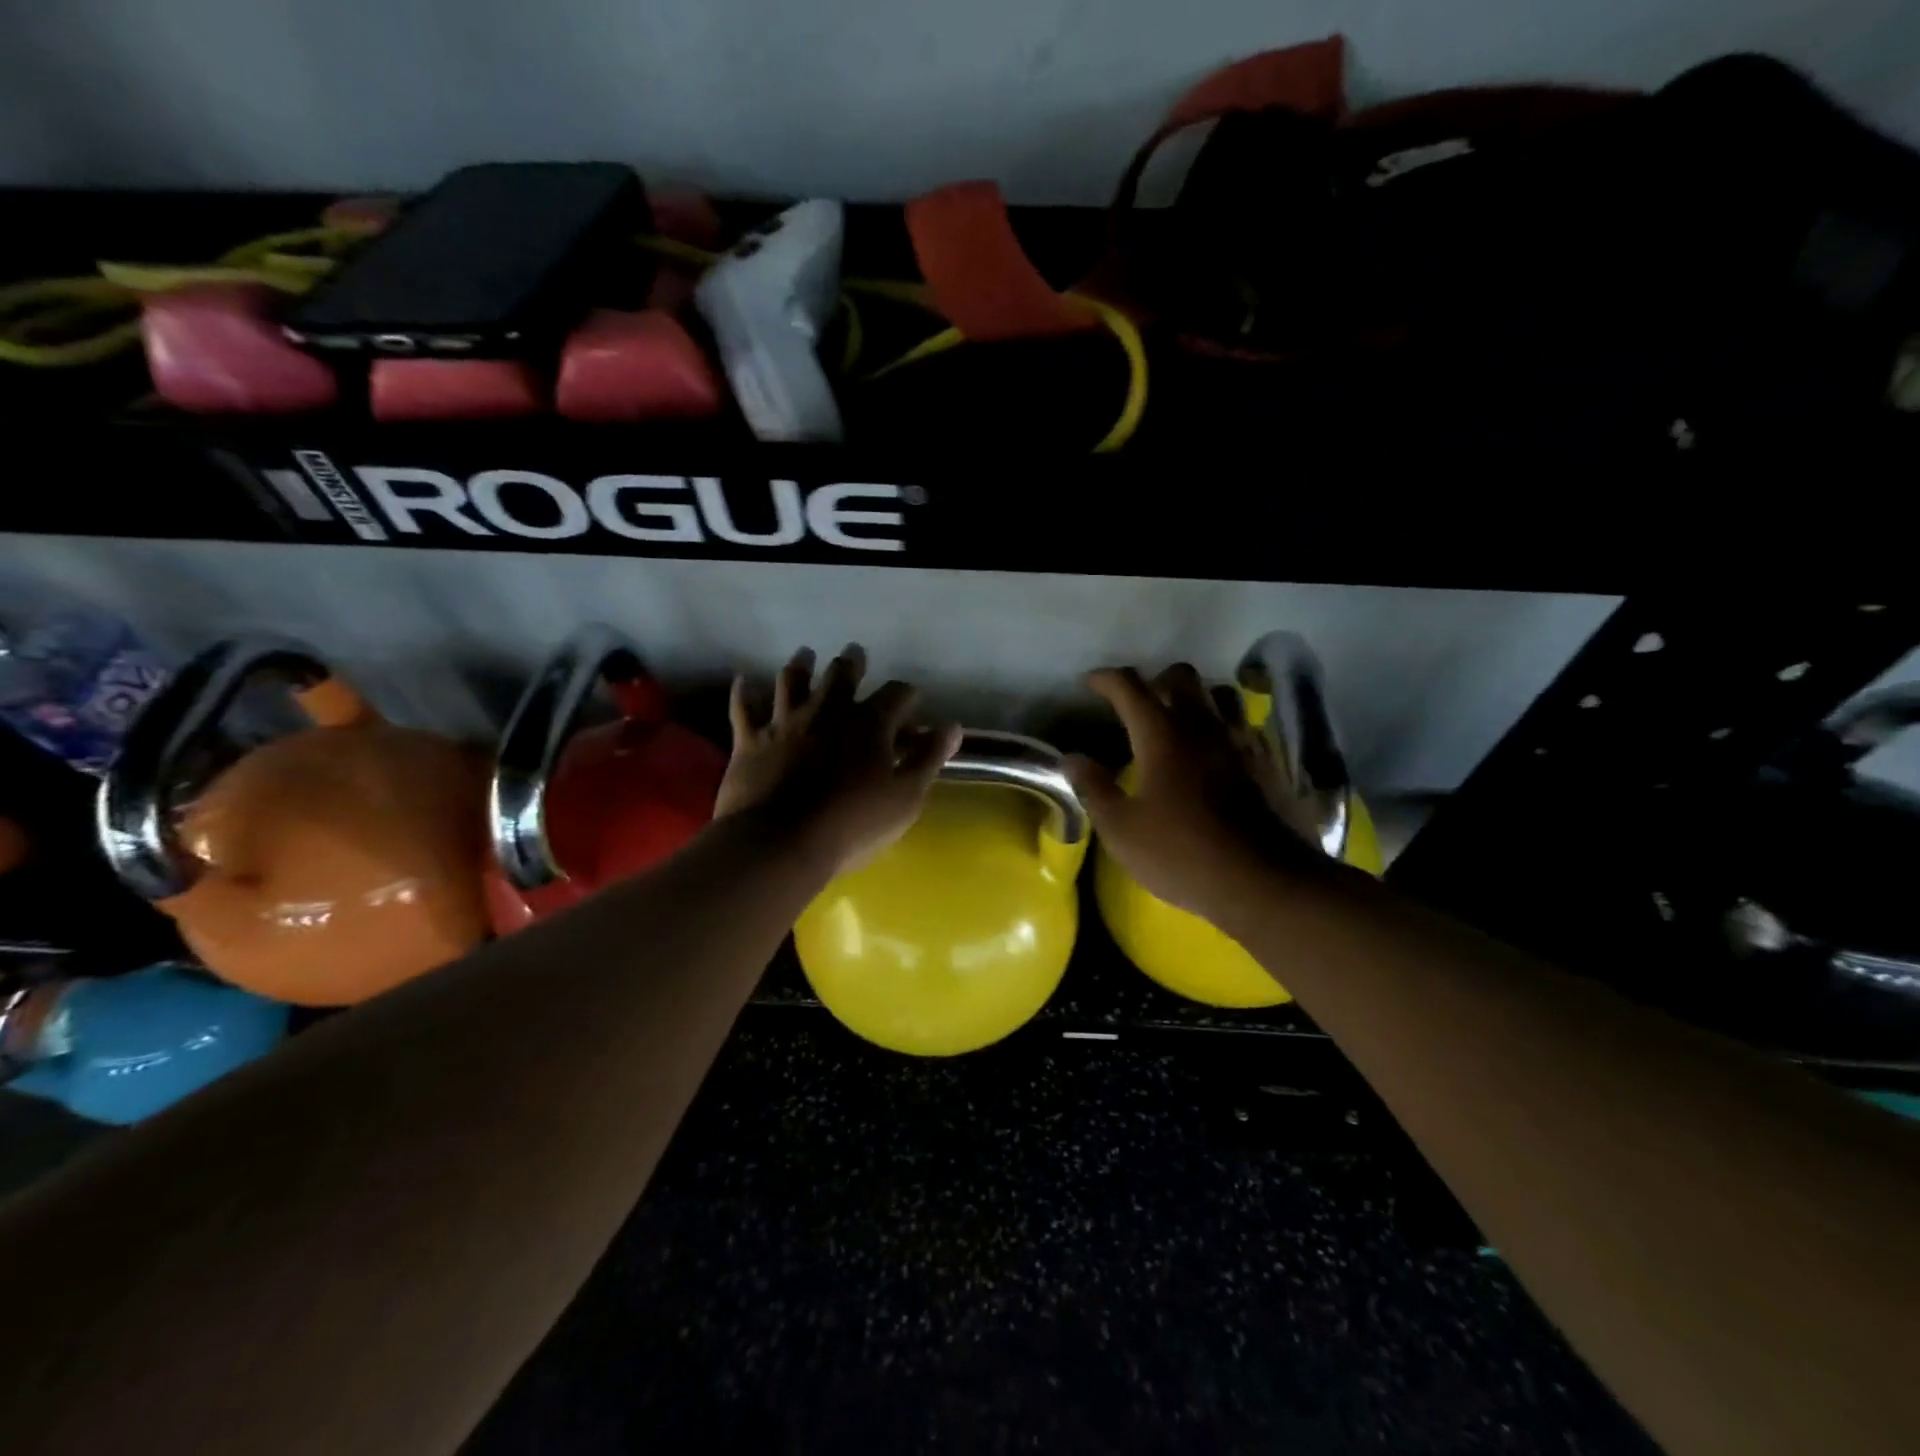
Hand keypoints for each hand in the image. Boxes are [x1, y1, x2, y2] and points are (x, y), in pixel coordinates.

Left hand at [716, 645, 961, 876]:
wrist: (780, 842)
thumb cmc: (853, 823)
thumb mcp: (906, 796)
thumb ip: (929, 758)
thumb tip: (952, 727)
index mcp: (869, 723)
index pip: (896, 694)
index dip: (907, 694)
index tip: (912, 700)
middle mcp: (827, 711)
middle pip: (841, 675)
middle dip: (852, 663)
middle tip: (854, 653)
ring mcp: (785, 722)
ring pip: (792, 681)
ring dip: (800, 666)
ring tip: (805, 655)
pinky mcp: (751, 740)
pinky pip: (744, 708)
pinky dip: (744, 693)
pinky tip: (743, 680)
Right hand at [1066, 664, 1327, 931]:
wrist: (1264, 883)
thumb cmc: (1182, 854)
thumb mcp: (1122, 829)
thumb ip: (1094, 788)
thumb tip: (1072, 759)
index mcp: (1162, 736)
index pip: (1131, 687)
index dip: (1106, 678)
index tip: (1090, 683)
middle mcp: (1203, 727)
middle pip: (1182, 676)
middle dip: (1156, 680)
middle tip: (1138, 704)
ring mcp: (1240, 743)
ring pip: (1220, 695)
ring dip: (1197, 698)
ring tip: (1180, 722)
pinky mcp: (1267, 765)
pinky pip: (1242, 727)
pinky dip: (1223, 728)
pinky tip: (1213, 755)